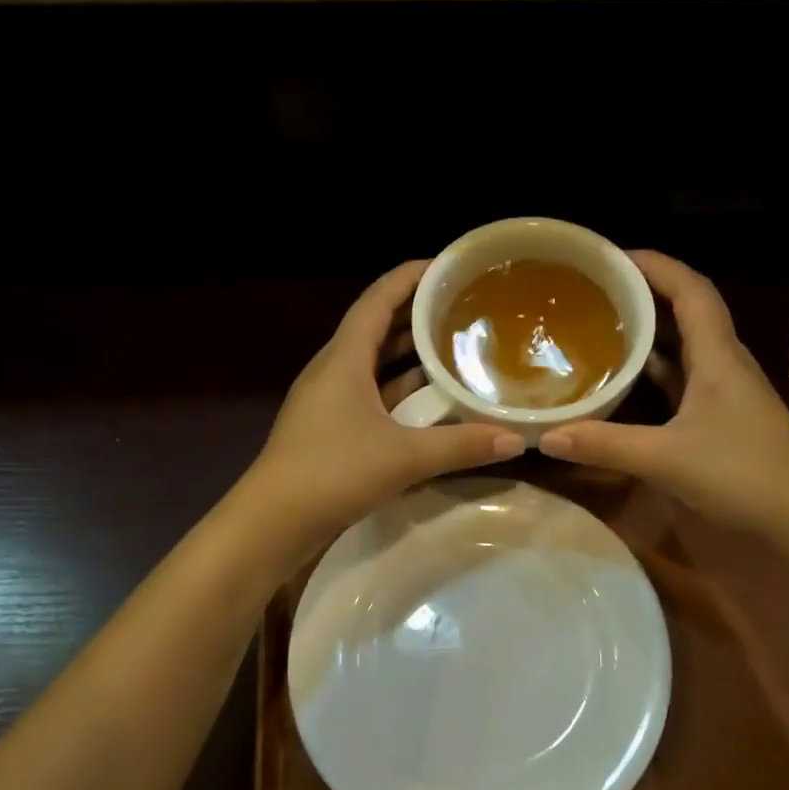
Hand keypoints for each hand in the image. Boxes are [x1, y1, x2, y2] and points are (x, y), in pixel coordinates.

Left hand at [245, 260, 524, 543]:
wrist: (272, 523)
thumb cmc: (332, 473)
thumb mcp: (403, 458)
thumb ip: (460, 446)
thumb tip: (516, 440)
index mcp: (344, 358)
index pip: (378, 300)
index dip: (410, 278)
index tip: (447, 266)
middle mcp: (333, 371)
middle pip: (378, 330)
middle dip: (417, 317)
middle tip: (463, 311)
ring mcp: (328, 402)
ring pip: (375, 367)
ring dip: (410, 359)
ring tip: (455, 352)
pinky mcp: (329, 430)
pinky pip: (371, 397)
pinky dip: (400, 394)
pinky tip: (430, 406)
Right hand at [536, 251, 788, 534]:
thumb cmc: (742, 474)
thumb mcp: (666, 459)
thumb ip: (606, 446)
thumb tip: (547, 437)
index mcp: (717, 356)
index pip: (690, 290)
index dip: (656, 265)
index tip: (613, 257)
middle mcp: (724, 364)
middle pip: (687, 312)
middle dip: (645, 295)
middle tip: (597, 292)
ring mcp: (725, 392)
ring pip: (685, 348)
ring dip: (650, 334)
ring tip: (603, 327)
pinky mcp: (723, 419)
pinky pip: (683, 380)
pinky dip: (655, 373)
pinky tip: (627, 382)